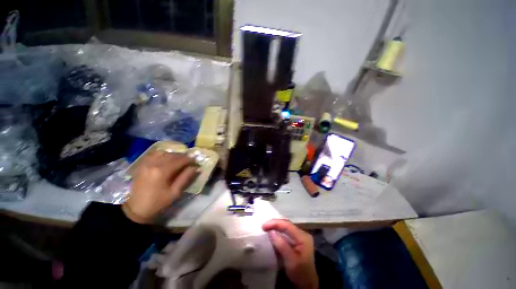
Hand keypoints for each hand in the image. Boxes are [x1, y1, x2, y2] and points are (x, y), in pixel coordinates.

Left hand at [123, 151, 197, 223]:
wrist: (136, 209)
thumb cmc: (158, 202)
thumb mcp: (175, 192)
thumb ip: (185, 178)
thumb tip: (196, 168)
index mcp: (162, 172)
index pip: (180, 160)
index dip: (190, 160)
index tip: (196, 162)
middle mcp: (153, 164)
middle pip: (172, 155)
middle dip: (183, 157)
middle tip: (190, 161)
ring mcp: (146, 163)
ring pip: (164, 152)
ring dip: (174, 155)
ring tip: (179, 160)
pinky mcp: (142, 164)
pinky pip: (154, 154)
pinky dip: (163, 154)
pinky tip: (167, 159)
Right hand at [262, 219, 317, 288]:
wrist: (307, 284)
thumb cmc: (300, 273)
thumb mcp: (291, 261)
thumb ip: (282, 245)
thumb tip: (271, 232)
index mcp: (303, 237)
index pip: (287, 225)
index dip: (275, 223)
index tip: (264, 226)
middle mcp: (302, 234)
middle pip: (287, 224)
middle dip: (275, 223)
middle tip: (263, 226)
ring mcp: (300, 237)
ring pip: (286, 227)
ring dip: (276, 227)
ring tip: (266, 228)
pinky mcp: (297, 241)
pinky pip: (286, 232)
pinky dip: (278, 232)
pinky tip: (272, 233)